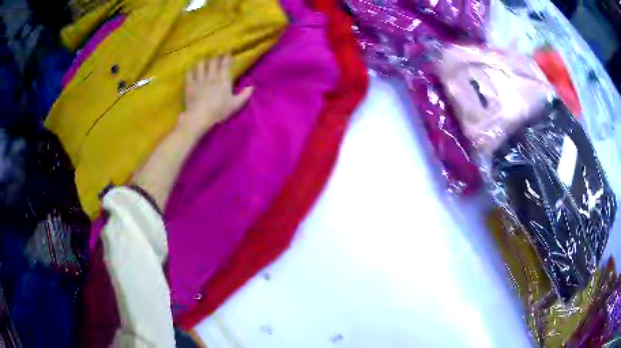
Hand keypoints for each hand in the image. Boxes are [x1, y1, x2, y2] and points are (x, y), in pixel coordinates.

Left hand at [179, 55, 252, 136]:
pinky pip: (189, 74)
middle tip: (216, 54)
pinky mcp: (190, 85)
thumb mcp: (235, 105)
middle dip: (214, 57)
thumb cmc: (219, 112)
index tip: (228, 52)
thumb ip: (244, 95)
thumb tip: (252, 87)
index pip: (226, 66)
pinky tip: (190, 69)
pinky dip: (190, 70)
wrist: (200, 117)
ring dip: (202, 62)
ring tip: (203, 60)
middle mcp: (212, 77)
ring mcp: (199, 80)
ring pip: (200, 65)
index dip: (227, 58)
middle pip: (213, 62)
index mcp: (223, 81)